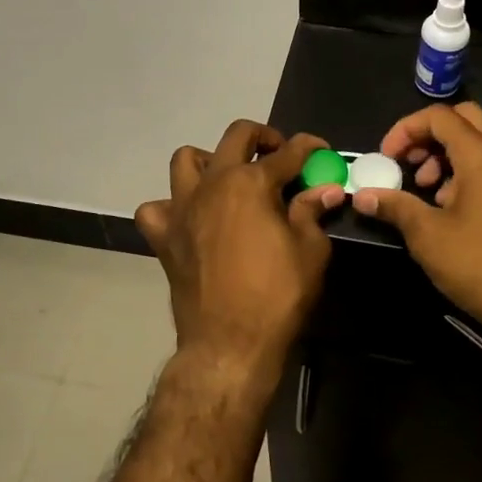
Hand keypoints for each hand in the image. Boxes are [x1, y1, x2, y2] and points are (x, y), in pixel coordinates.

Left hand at [134, 121, 345, 377]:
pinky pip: (156, 208)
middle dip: (263, 137)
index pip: (288, 152)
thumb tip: (326, 189)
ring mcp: (183, 207)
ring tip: (229, 179)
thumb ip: (312, 212)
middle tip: (278, 156)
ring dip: (210, 160)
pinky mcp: (164, 236)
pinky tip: (191, 218)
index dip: (310, 148)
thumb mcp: (311, 251)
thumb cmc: (277, 295)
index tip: (321, 151)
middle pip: (237, 136)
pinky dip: (171, 207)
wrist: (229, 344)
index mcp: (252, 182)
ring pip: (186, 160)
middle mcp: (214, 183)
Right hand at [351, 103, 481, 334]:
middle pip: (465, 119)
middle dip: (430, 135)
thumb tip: (361, 196)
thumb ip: (394, 206)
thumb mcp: (427, 235)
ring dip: (449, 154)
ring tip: (429, 191)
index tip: (387, 157)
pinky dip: (469, 170)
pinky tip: (453, 207)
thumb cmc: (478, 264)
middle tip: (410, 164)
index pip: (439, 116)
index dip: (406, 129)